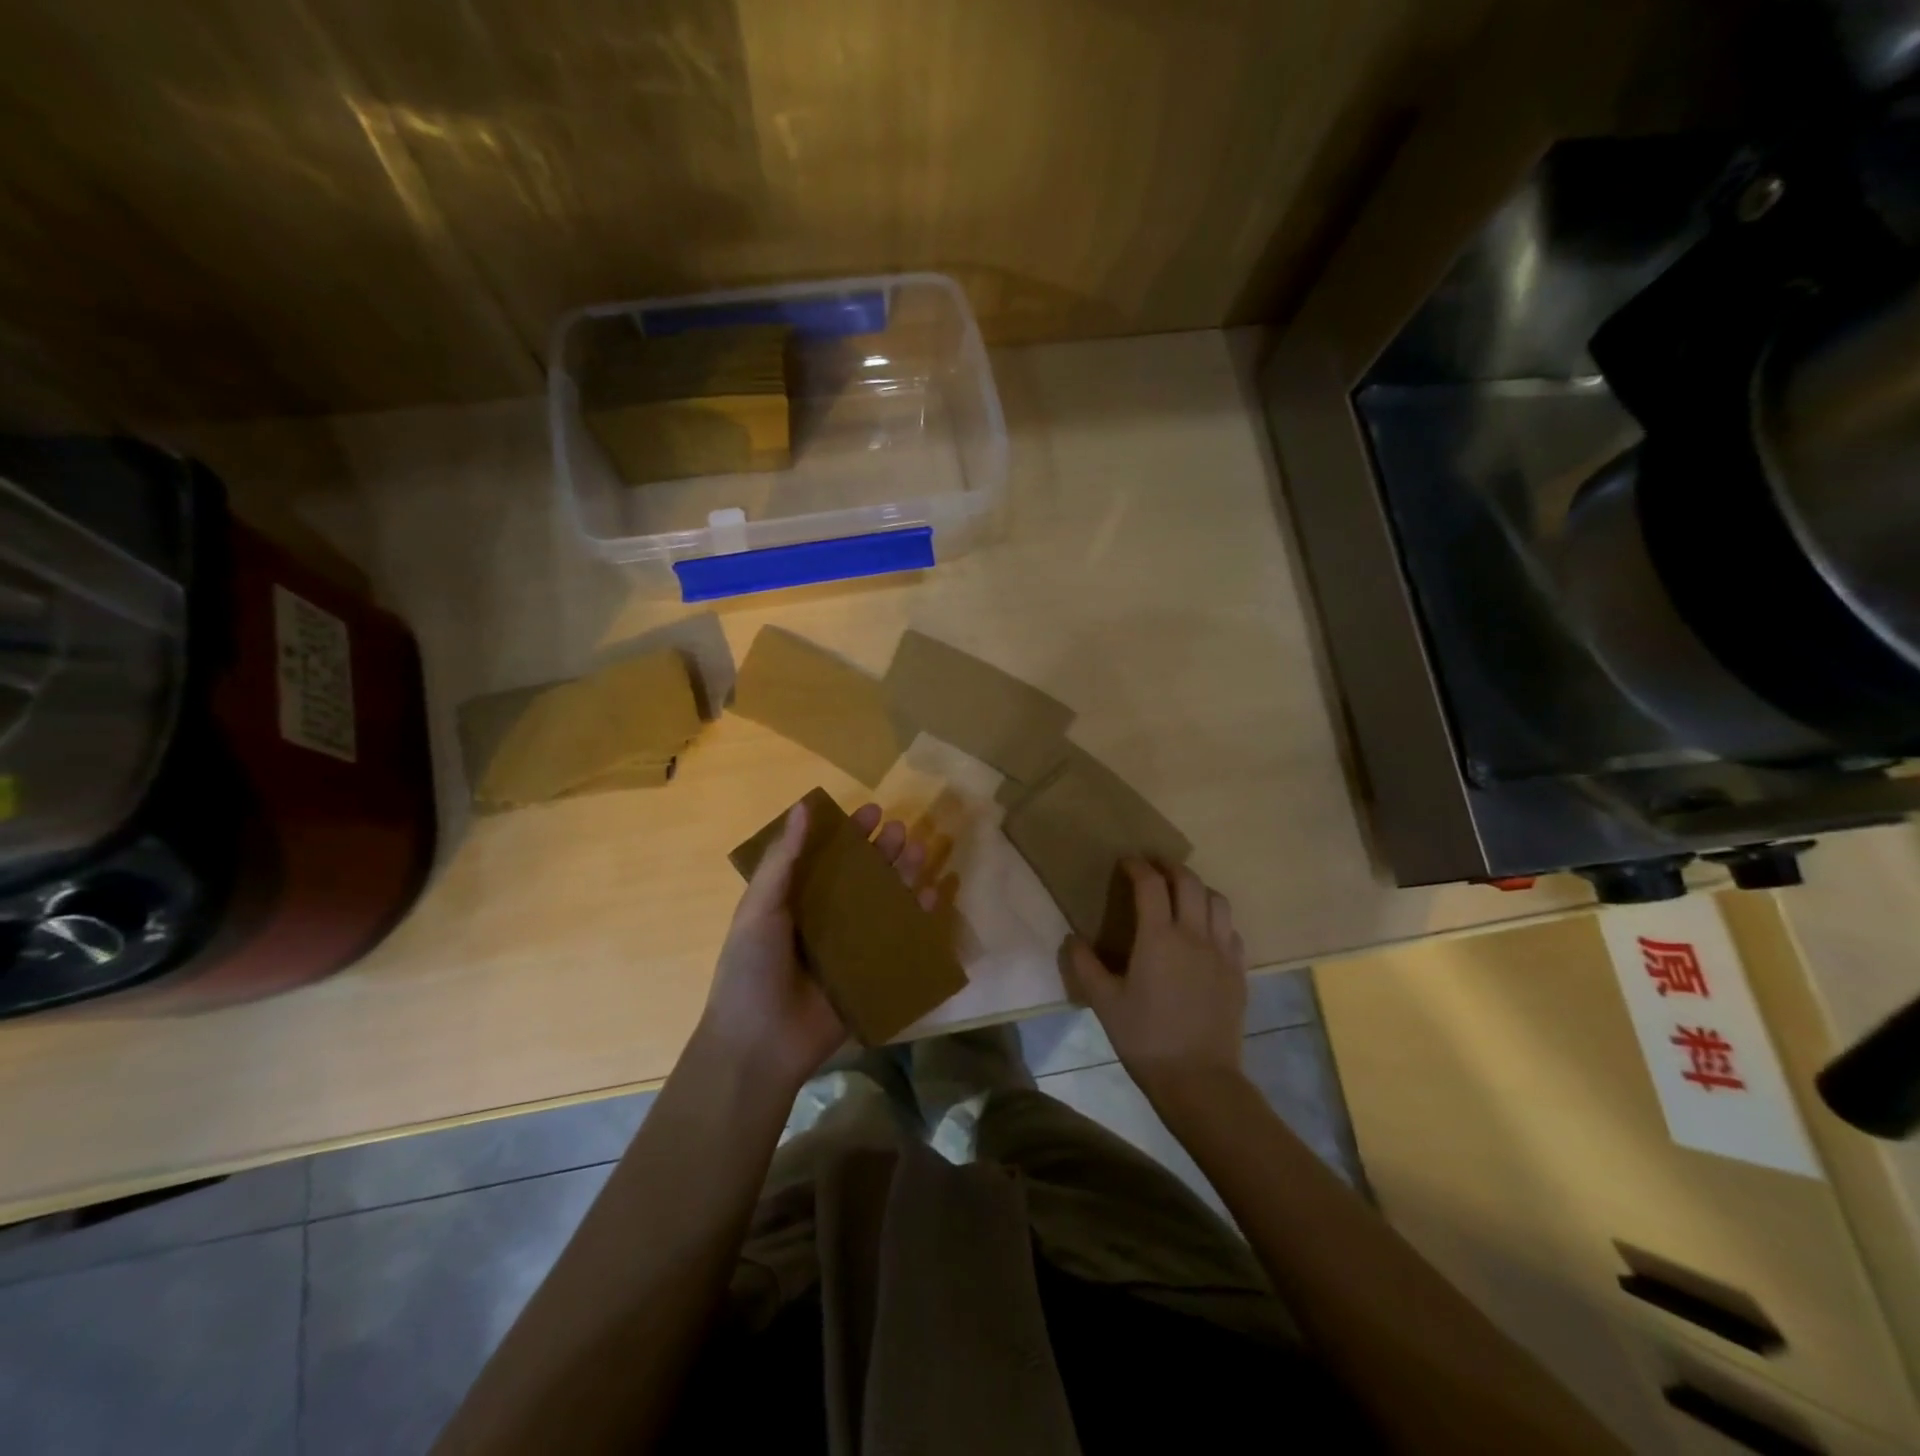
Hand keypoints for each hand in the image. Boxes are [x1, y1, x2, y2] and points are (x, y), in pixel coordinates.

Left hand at [699, 800, 936, 1092]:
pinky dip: (917, 917)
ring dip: (903, 876)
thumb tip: (803, 806)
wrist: (760, 1044)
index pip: (828, 856)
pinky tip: (932, 895)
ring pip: (883, 902)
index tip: (873, 810)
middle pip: (861, 876)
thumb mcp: (760, 908)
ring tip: (920, 852)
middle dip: (882, 851)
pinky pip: (898, 939)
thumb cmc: (752, 968)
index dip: (850, 832)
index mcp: (796, 899)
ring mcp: (850, 946)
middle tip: (901, 830)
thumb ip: (783, 859)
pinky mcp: (870, 972)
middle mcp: (826, 917)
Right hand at [1062, 859, 1247, 1103]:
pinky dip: (1216, 918)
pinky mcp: (1238, 971)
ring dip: (1197, 887)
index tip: (1126, 862)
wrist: (1199, 1079)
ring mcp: (1222, 952)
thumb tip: (1072, 938)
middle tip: (1154, 868)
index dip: (1137, 866)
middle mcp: (1194, 935)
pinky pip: (1230, 929)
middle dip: (1170, 867)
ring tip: (1181, 893)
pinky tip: (1204, 931)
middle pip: (1189, 882)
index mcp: (1159, 937)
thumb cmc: (1145, 1039)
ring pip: (1217, 900)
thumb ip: (1085, 966)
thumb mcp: (1104, 1003)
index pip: (1150, 884)